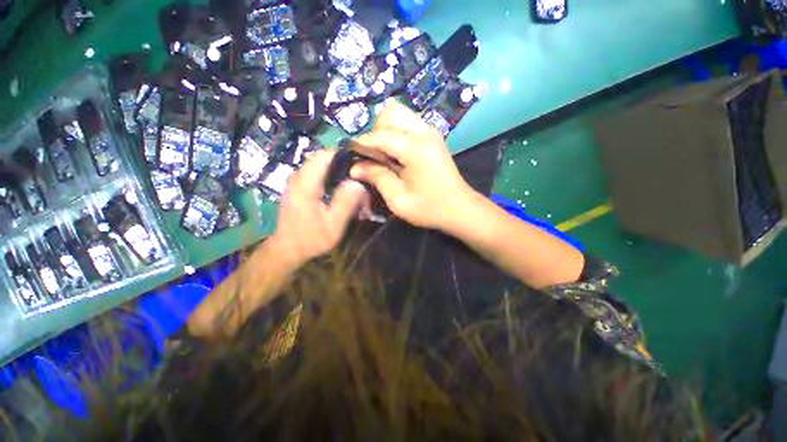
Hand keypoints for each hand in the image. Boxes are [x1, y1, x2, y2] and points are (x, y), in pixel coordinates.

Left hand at [270, 150, 366, 267]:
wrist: (287, 249)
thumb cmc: (310, 239)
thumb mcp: (333, 225)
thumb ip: (345, 202)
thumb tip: (358, 183)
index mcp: (306, 183)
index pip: (326, 155)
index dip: (346, 156)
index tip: (363, 166)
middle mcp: (299, 176)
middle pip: (326, 159)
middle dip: (346, 167)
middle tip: (361, 181)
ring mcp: (298, 181)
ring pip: (323, 166)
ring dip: (340, 174)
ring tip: (355, 188)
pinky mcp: (300, 186)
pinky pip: (319, 174)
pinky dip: (333, 179)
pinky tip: (343, 192)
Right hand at [350, 101, 476, 229]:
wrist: (460, 208)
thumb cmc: (430, 208)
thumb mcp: (398, 199)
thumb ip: (376, 177)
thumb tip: (355, 167)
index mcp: (416, 148)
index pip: (380, 135)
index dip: (361, 144)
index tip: (350, 155)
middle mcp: (424, 132)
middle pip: (390, 112)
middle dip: (376, 131)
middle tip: (374, 156)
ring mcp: (431, 131)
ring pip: (399, 114)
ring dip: (386, 131)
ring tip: (385, 156)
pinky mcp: (433, 136)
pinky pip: (408, 123)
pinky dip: (396, 133)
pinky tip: (397, 155)